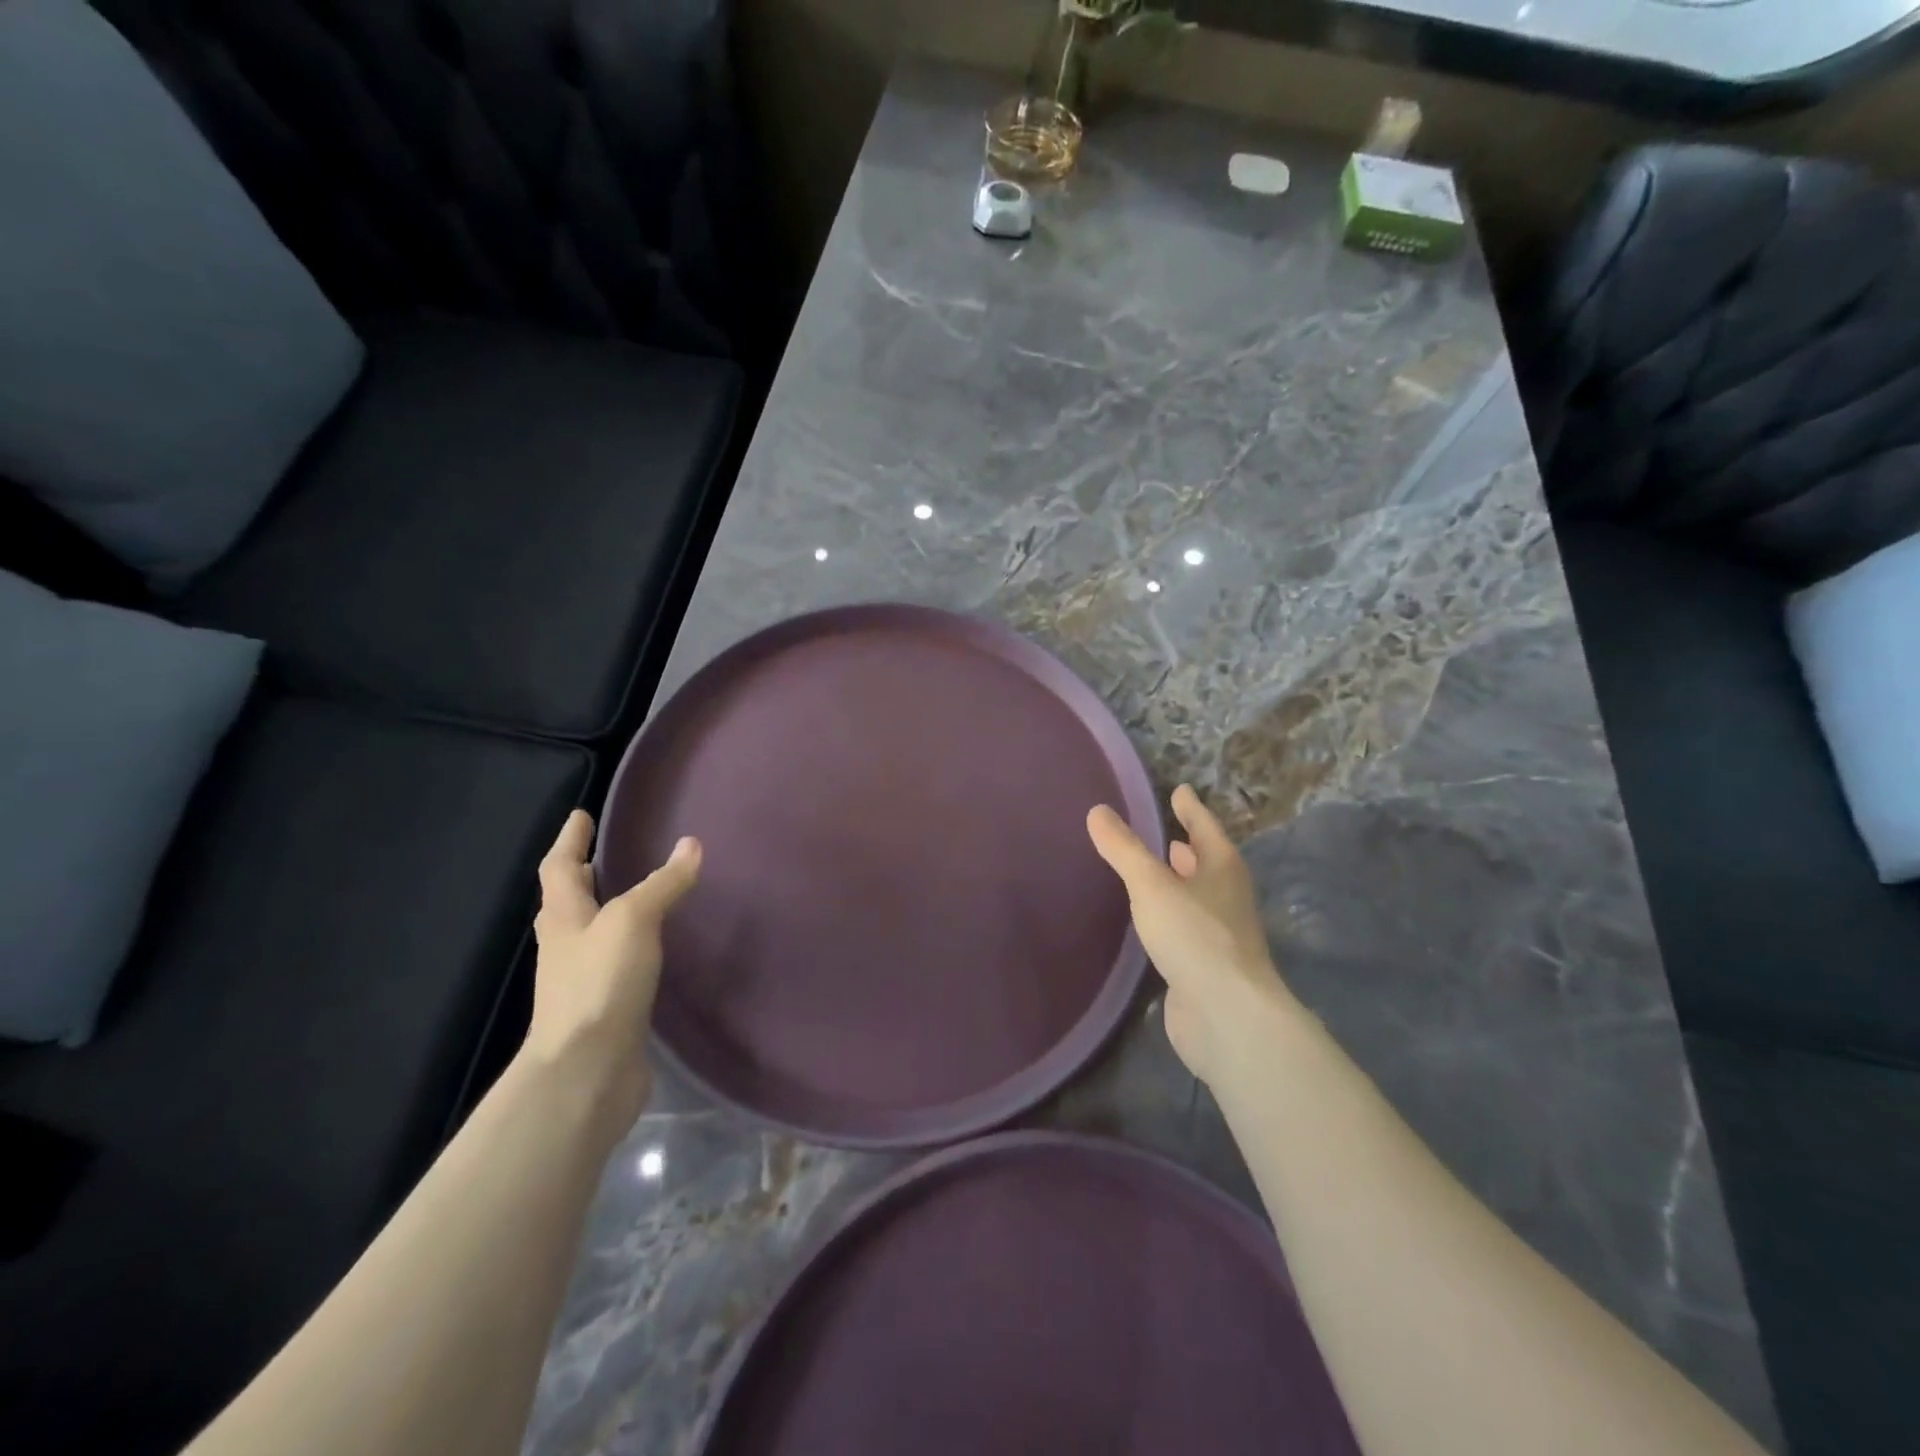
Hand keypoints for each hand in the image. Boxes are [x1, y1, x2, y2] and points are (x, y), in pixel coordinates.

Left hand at [520, 811, 701, 1135]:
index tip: (580, 815)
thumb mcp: (633, 921)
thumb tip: (691, 845)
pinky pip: (616, 965)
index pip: (560, 868)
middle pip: (569, 902)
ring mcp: (583, 981)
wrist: (586, 1074)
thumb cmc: (599, 984)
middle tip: (604, 854)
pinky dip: (630, 947)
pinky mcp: (606, 1010)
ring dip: (606, 911)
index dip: (570, 840)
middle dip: (583, 876)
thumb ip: (663, 883)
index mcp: (564, 918)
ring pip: (592, 934)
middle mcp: (567, 946)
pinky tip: (654, 949)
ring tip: (635, 895)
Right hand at [1087, 784, 1295, 1086]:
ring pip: (1197, 897)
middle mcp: (1227, 897)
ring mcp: (1220, 934)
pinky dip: (1170, 915)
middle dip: (1189, 847)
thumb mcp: (1152, 885)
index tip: (1179, 790)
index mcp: (1223, 869)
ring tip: (1156, 870)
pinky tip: (1151, 920)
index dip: (1191, 808)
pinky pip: (1186, 928)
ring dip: (1180, 882)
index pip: (1205, 827)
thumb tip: (1098, 811)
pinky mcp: (1206, 966)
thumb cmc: (1194, 936)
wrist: (1227, 1016)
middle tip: (1168, 833)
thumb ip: (1124, 850)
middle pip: (1207, 863)